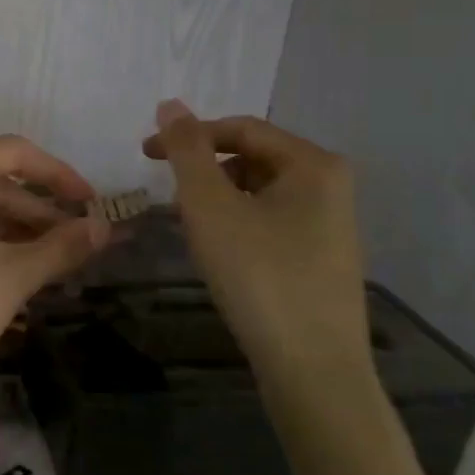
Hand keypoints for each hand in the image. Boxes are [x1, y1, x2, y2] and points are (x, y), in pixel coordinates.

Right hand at [144, 100, 368, 375]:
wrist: (312, 369)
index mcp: (313, 163)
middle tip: (167, 194)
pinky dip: (236, 223)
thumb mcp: (210, 206)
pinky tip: (219, 252)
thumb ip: (186, 150)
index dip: (189, 135)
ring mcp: (330, 225)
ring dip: (218, 197)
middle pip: (252, 157)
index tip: (143, 154)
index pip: (241, 128)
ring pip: (259, 191)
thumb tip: (170, 104)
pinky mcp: (321, 258)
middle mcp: (331, 186)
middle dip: (204, 169)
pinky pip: (270, 220)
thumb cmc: (259, 275)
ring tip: (189, 225)